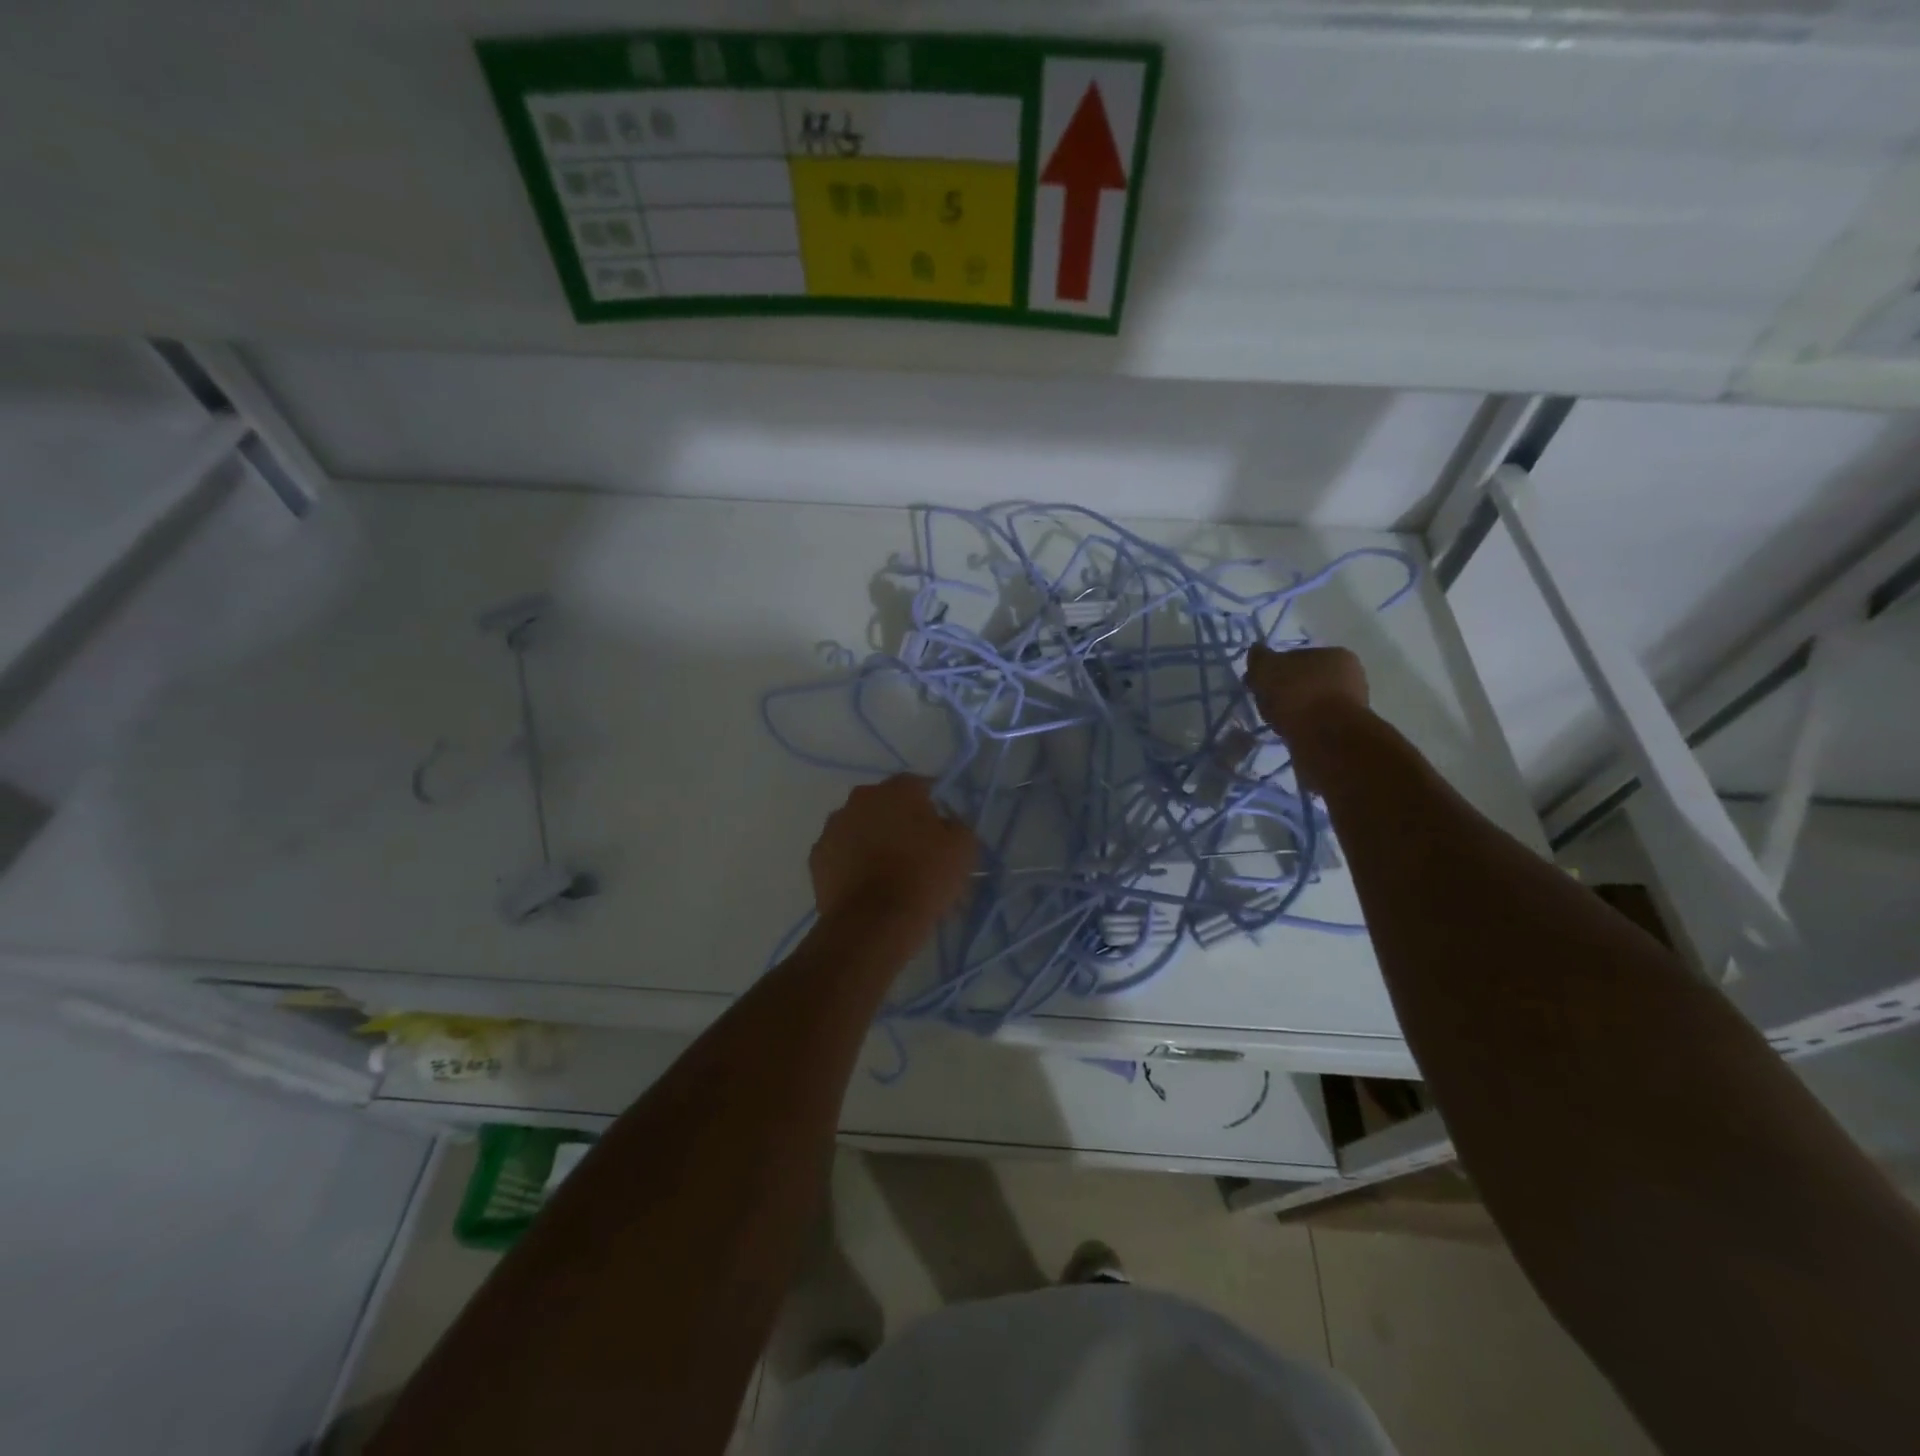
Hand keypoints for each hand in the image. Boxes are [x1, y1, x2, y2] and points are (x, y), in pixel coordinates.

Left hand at [809, 775, 976, 931]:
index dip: (932, 807)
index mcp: (898, 789)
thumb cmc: (924, 876)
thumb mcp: (963, 848)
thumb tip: (945, 826)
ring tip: (890, 874)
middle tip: (916, 852)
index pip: (920, 787)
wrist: (875, 921)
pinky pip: (841, 855)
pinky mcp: (817, 858)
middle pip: (885, 805)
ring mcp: (833, 827)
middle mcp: (861, 798)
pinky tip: (867, 887)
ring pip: (859, 829)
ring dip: (872, 842)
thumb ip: (955, 826)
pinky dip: (852, 865)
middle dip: (899, 822)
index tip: (942, 830)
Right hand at [1243, 644, 1369, 746]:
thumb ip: (1259, 658)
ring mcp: (1352, 704)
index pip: (1298, 656)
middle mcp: (1351, 675)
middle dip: (1287, 690)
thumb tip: (1257, 651)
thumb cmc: (1298, 694)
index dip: (1276, 669)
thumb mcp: (1267, 669)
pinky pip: (1316, 723)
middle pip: (1306, 680)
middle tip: (1266, 703)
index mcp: (1335, 654)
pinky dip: (1302, 726)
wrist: (1326, 738)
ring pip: (1312, 703)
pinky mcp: (1347, 730)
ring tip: (1277, 721)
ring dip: (1295, 710)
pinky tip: (1290, 733)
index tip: (1260, 683)